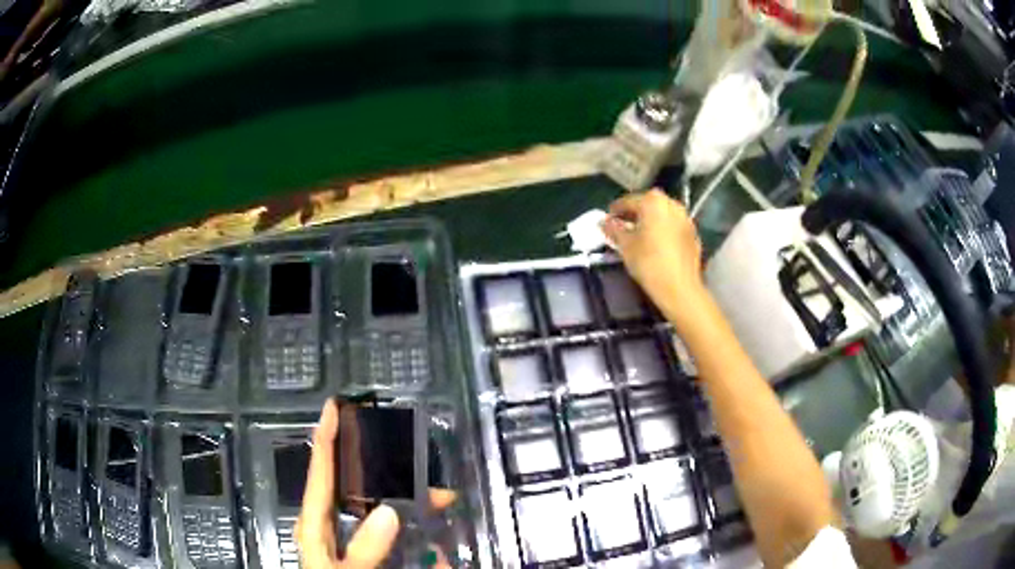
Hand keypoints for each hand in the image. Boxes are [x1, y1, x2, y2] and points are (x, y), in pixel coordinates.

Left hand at [297, 400, 456, 568]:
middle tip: (432, 479)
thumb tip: (389, 512)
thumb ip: (364, 551)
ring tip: (445, 510)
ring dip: (416, 513)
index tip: (336, 403)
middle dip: (397, 479)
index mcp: (316, 523)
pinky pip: (397, 543)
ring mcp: (352, 542)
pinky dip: (419, 545)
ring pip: (386, 516)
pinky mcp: (370, 556)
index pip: (321, 470)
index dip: (327, 434)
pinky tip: (439, 555)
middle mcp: (332, 526)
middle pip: (361, 489)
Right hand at [601, 189, 704, 304]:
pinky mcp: (693, 234)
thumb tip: (603, 222)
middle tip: (622, 226)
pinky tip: (656, 244)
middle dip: (635, 213)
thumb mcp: (625, 246)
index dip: (615, 210)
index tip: (607, 220)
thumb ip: (613, 229)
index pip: (628, 201)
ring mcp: (685, 218)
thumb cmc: (648, 262)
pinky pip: (673, 226)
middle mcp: (671, 204)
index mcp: (653, 202)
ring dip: (651, 220)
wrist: (680, 288)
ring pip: (663, 214)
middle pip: (648, 204)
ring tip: (639, 235)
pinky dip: (663, 230)